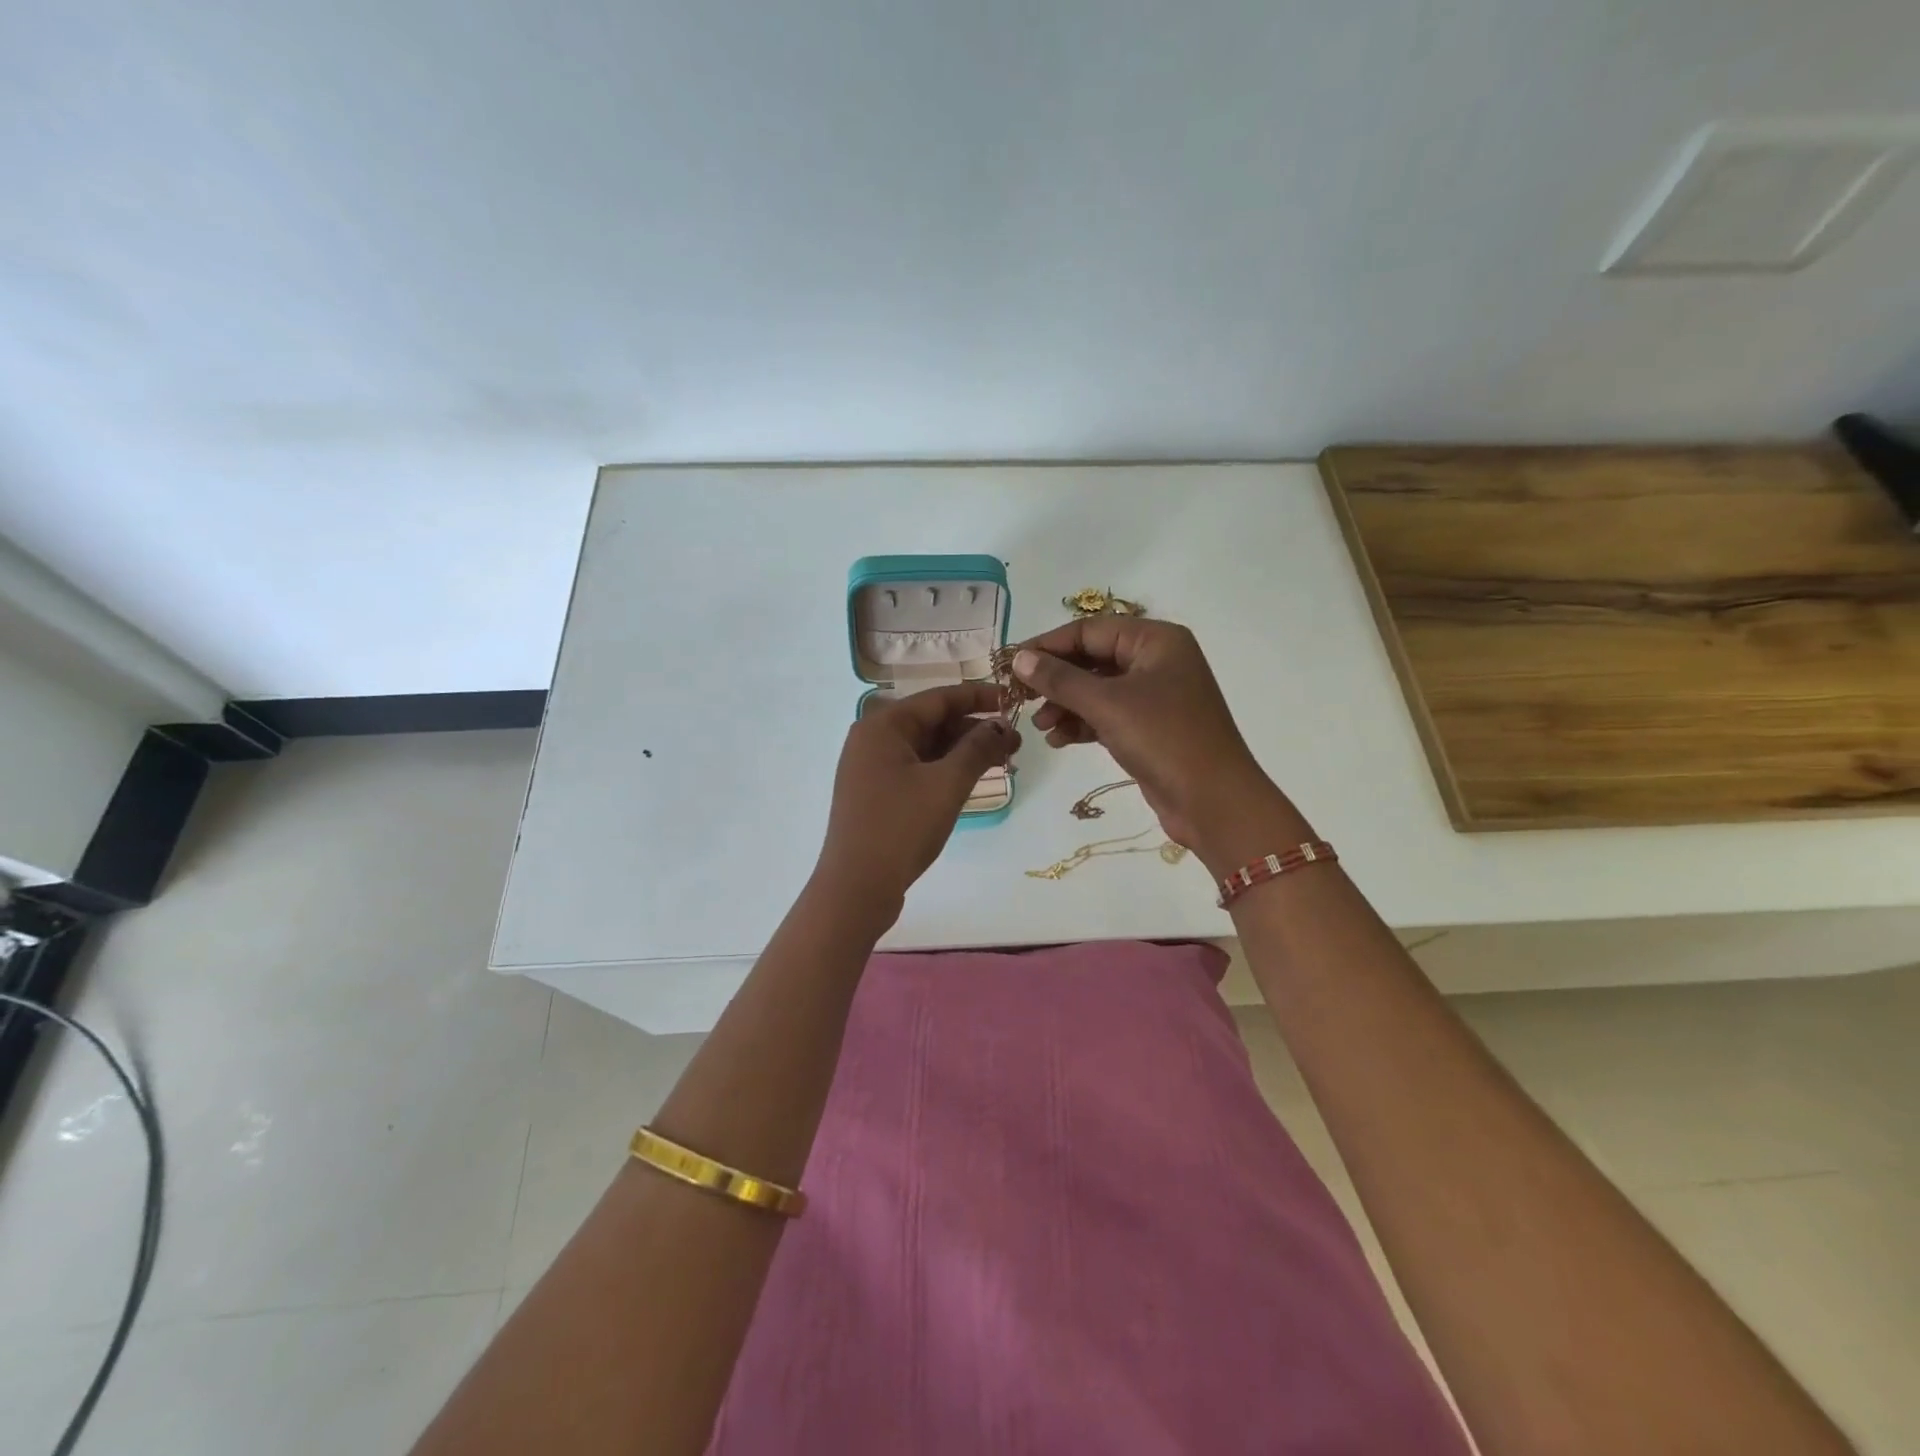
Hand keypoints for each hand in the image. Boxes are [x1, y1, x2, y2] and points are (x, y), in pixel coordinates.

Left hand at [814, 682, 1018, 923]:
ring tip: (1003, 761)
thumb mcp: (947, 784)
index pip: (938, 698)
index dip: (978, 696)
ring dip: (962, 751)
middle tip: (1015, 742)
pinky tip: (973, 779)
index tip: (1012, 700)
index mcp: (883, 725)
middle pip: (931, 721)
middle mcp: (872, 739)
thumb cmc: (901, 827)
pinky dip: (944, 769)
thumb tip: (1001, 725)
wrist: (856, 887)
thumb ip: (977, 748)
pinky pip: (916, 768)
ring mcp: (871, 768)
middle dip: (974, 728)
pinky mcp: (875, 793)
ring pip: (925, 747)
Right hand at [1013, 618, 1311, 872]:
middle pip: (1092, 659)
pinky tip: (1058, 740)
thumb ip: (1060, 679)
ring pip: (1097, 690)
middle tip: (1020, 698)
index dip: (1047, 645)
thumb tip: (1019, 659)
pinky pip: (1107, 715)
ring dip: (1065, 705)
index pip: (1089, 631)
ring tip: (1039, 726)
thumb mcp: (1107, 704)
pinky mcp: (1150, 728)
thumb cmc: (1164, 739)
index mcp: (1156, 640)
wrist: (1213, 801)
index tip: (1011, 664)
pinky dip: (1082, 724)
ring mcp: (1155, 696)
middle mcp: (1157, 661)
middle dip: (1056, 680)